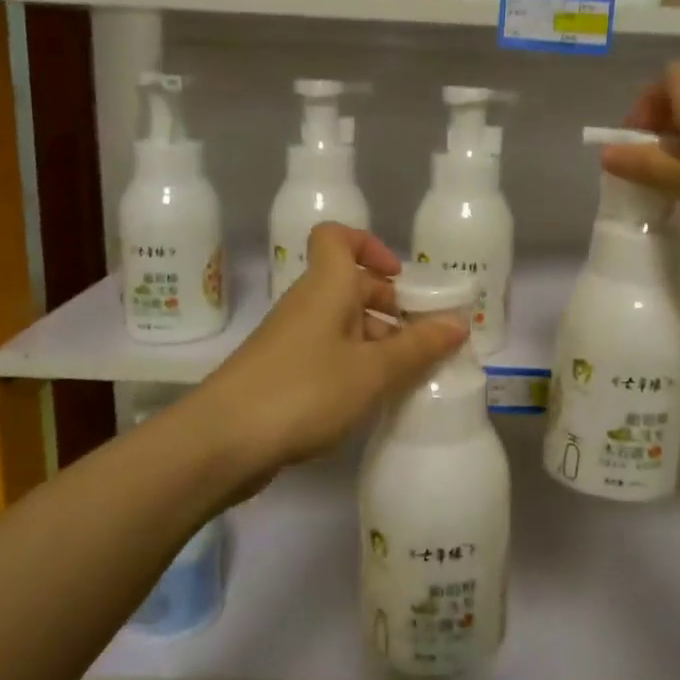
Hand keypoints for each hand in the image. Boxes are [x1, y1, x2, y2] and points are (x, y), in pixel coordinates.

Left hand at [194, 224, 466, 488]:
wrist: (221, 442)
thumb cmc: (304, 391)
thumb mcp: (372, 371)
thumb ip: (418, 347)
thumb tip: (458, 322)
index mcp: (327, 287)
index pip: (337, 237)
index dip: (369, 245)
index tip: (399, 277)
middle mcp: (307, 304)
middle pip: (349, 284)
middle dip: (389, 305)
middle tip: (421, 339)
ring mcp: (290, 339)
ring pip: (340, 323)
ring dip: (375, 340)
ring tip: (406, 376)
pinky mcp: (281, 373)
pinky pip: (327, 353)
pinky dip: (353, 365)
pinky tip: (370, 398)